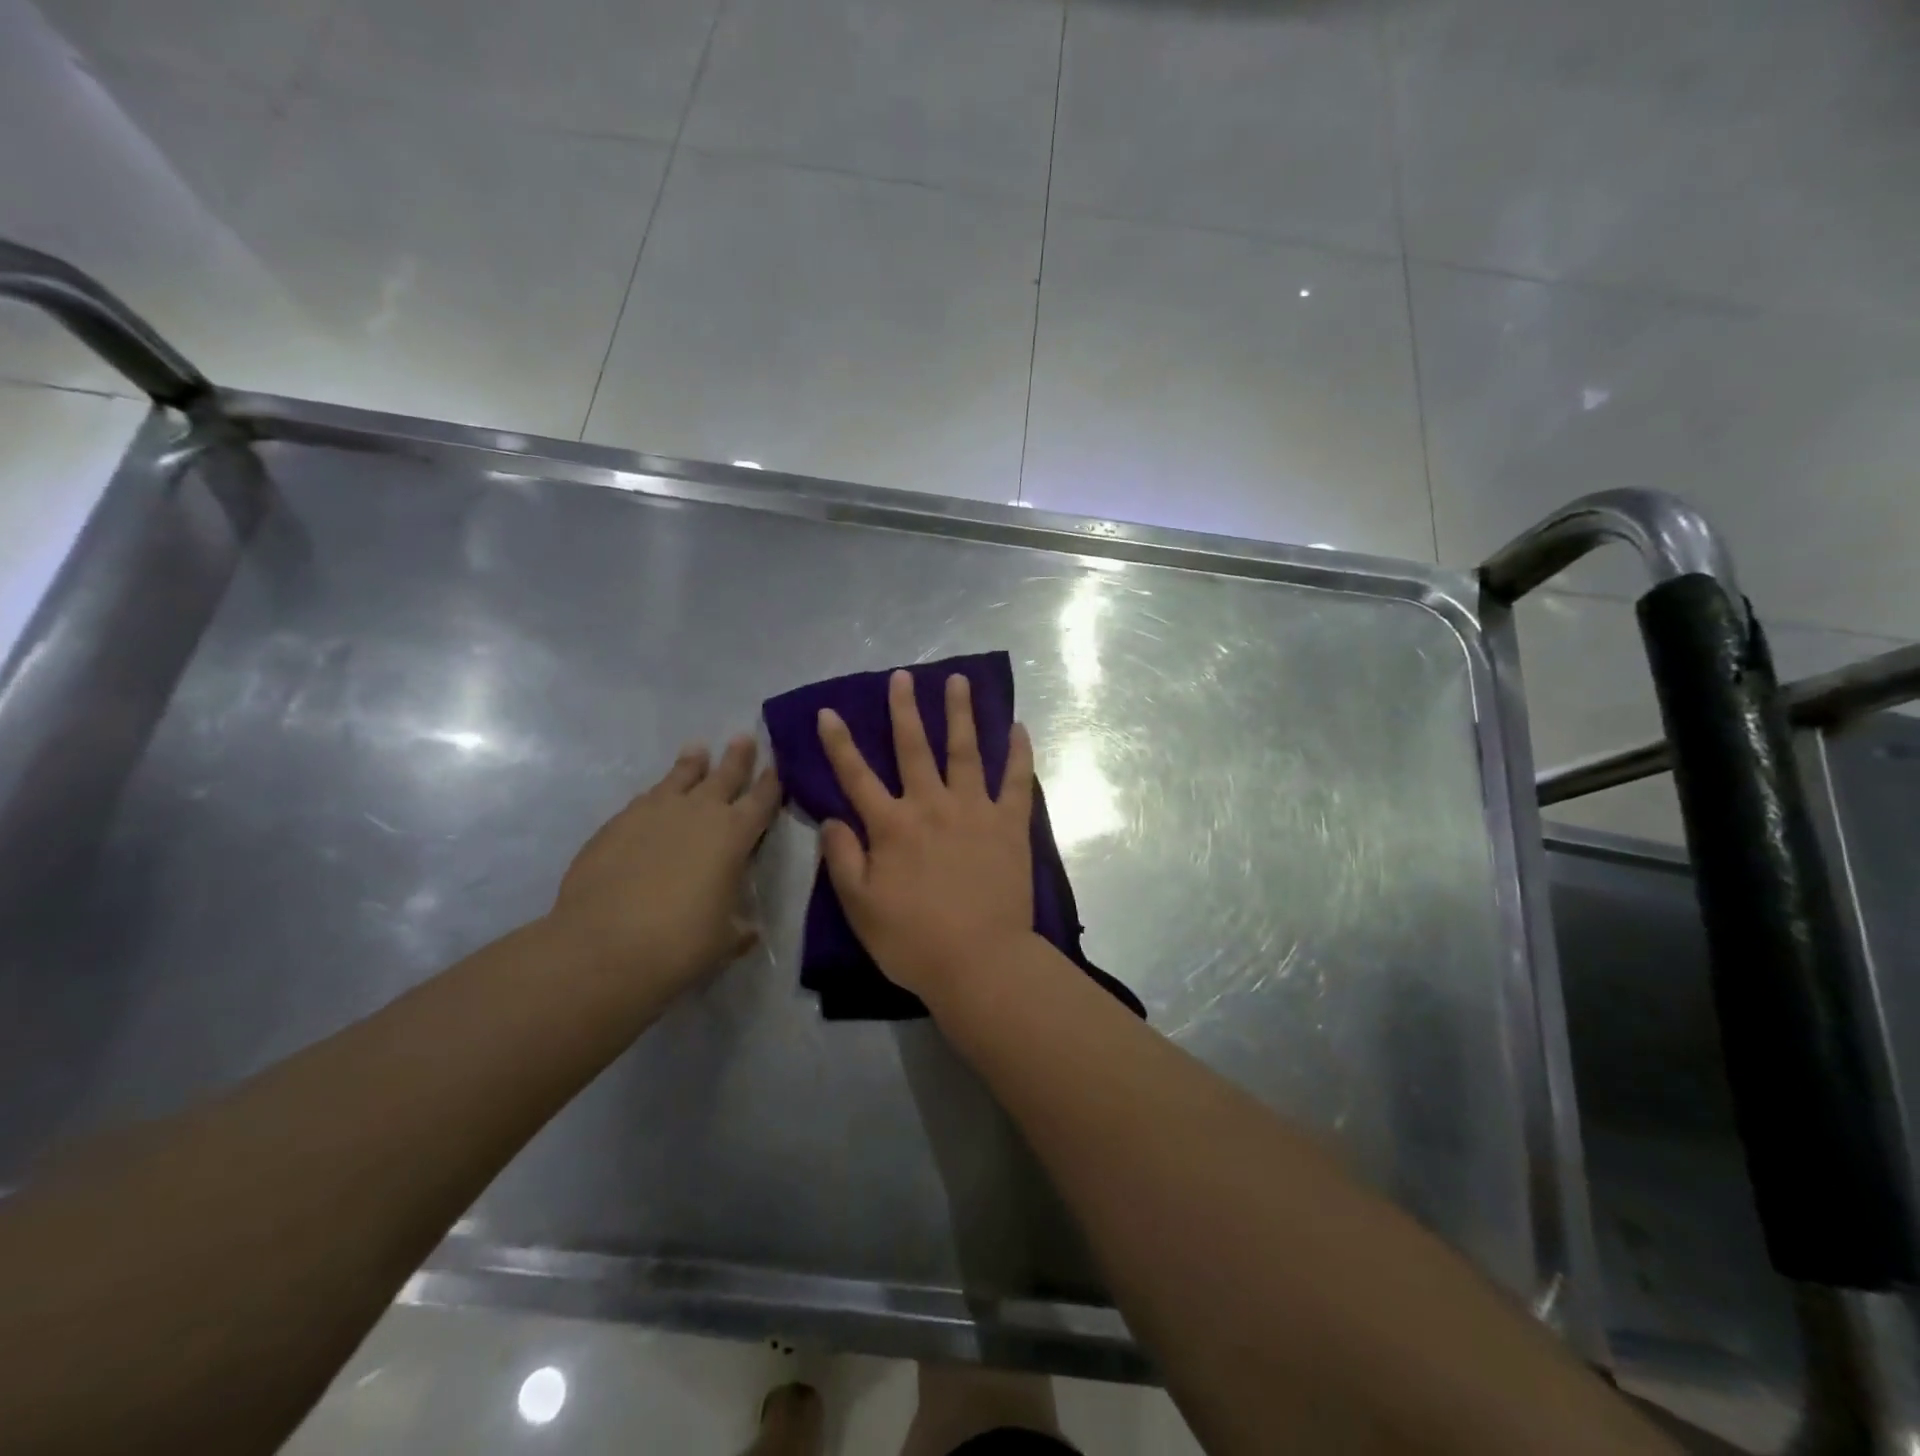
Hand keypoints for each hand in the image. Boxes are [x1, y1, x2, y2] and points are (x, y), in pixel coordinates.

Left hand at [550, 736, 780, 997]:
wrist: (602, 948)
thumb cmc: (680, 944)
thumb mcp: (724, 940)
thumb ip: (738, 928)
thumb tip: (748, 931)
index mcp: (735, 835)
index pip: (763, 799)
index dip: (773, 782)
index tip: (779, 764)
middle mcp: (698, 813)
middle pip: (724, 775)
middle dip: (738, 757)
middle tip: (744, 737)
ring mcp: (653, 813)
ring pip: (679, 777)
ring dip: (691, 764)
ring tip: (697, 749)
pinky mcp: (616, 824)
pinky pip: (645, 800)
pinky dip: (656, 795)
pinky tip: (653, 798)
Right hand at [817, 670, 1035, 998]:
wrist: (980, 962)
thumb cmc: (913, 941)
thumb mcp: (860, 907)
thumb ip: (843, 859)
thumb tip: (832, 818)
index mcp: (892, 827)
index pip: (857, 776)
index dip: (840, 743)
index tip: (829, 711)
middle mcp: (932, 806)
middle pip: (915, 748)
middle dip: (905, 710)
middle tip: (903, 676)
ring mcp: (975, 811)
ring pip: (965, 751)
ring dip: (960, 714)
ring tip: (958, 681)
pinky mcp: (1010, 825)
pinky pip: (1017, 781)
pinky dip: (1019, 753)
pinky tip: (1019, 727)